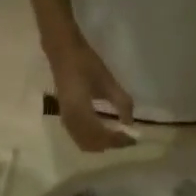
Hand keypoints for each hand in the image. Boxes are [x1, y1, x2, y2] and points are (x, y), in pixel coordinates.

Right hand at [47, 36, 136, 151]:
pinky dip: (92, 140)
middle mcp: (71, 120)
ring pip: (84, 143)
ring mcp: (66, 119)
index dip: (118, 140)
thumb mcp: (107, 81)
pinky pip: (78, 137)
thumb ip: (121, 103)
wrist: (62, 50)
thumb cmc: (85, 63)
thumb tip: (130, 123)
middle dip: (110, 145)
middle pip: (92, 144)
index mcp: (81, 111)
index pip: (102, 136)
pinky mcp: (65, 116)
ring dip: (101, 144)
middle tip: (125, 139)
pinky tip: (102, 132)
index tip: (132, 139)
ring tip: (116, 137)